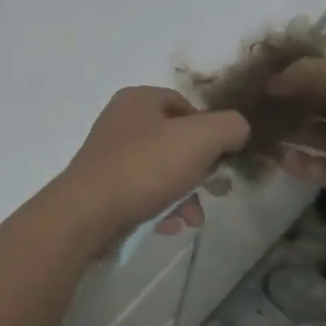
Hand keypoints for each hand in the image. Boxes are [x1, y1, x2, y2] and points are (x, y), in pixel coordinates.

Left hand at [59, 87, 248, 241]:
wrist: (88, 213)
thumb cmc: (145, 167)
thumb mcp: (200, 139)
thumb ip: (229, 127)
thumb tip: (238, 129)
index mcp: (138, 99)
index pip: (186, 105)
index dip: (210, 129)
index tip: (223, 157)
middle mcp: (120, 122)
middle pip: (175, 142)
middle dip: (200, 170)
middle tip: (217, 192)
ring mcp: (108, 156)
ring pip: (161, 172)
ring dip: (184, 196)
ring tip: (191, 219)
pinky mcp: (102, 188)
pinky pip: (142, 193)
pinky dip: (160, 208)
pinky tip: (168, 226)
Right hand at [266, 52, 325, 229]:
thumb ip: (309, 73)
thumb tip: (272, 79)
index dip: (299, 64)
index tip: (262, 68)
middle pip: (322, 97)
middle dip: (289, 97)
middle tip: (249, 99)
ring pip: (318, 132)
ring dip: (289, 129)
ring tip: (252, 127)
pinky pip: (321, 166)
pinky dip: (300, 162)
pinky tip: (274, 157)